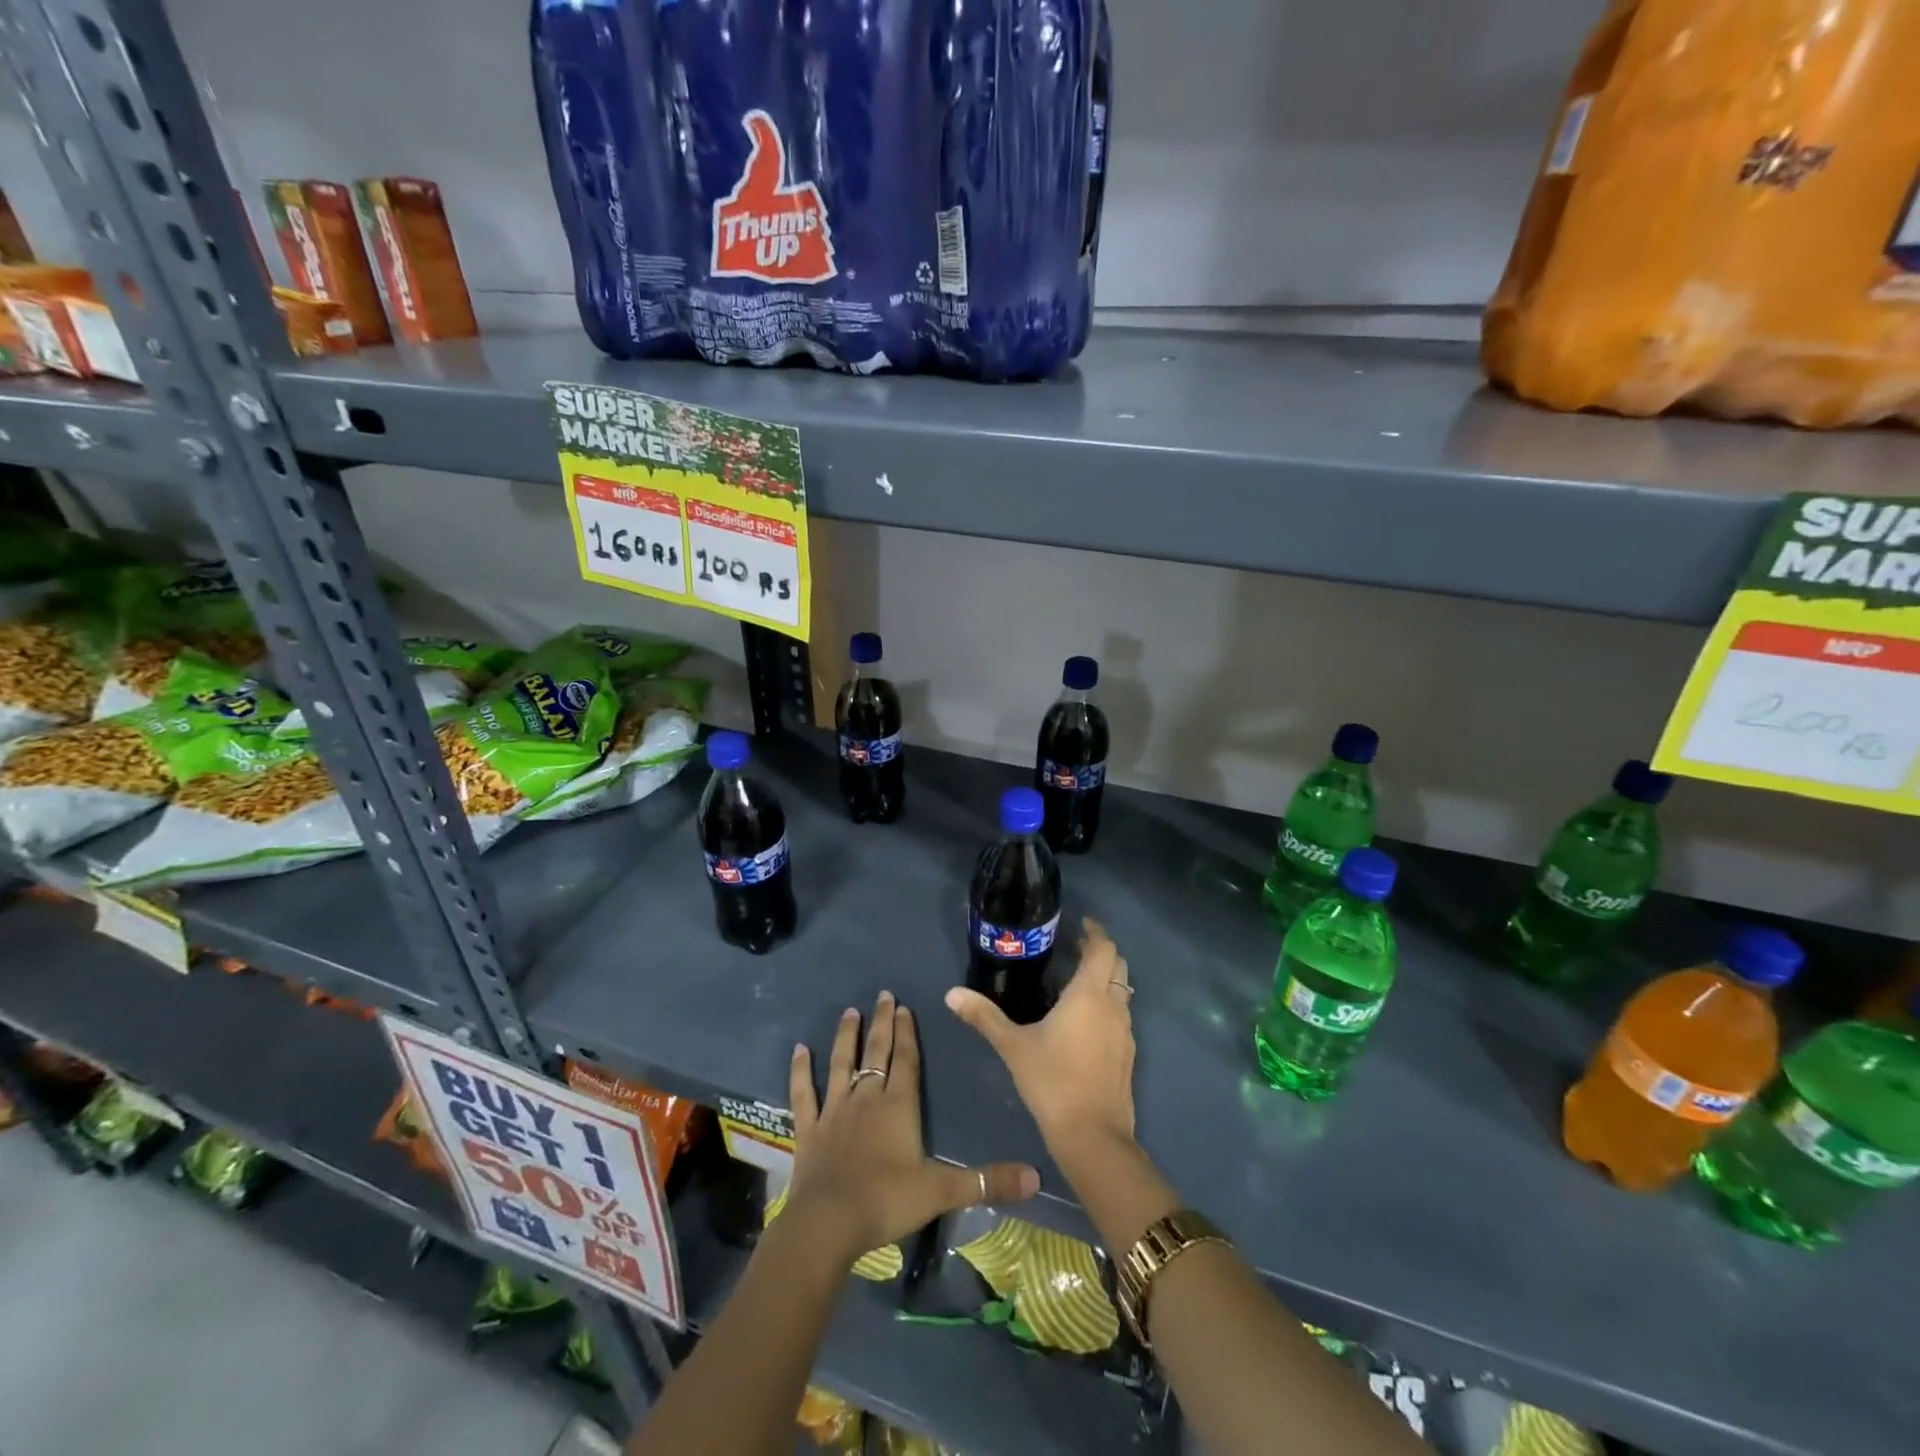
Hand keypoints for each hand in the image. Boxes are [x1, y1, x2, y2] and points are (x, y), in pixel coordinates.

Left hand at [786, 991, 1039, 1266]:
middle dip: (881, 1023)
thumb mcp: (942, 1191)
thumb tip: (1035, 1177)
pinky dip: (800, 1071)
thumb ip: (987, 1181)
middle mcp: (866, 1098)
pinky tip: (799, 1050)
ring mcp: (834, 1111)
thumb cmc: (887, 1201)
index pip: (906, 1060)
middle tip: (883, 995)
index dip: (907, 1033)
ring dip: (846, 1037)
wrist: (829, 1223)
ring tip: (849, 1012)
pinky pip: (804, 1093)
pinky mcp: (809, 1129)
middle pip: (876, 1052)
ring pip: (841, 1063)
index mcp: (898, 1106)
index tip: (904, 1007)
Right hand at [946, 918, 1136, 1151]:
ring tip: (1078, 981)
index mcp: (1089, 994)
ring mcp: (1125, 1031)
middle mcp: (1113, 1005)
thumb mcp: (1012, 1046)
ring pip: (1122, 990)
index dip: (1095, 932)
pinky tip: (1086, 1021)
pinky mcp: (1127, 1054)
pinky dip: (1109, 1004)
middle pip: (1117, 964)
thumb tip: (951, 994)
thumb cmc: (1052, 1081)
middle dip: (1101, 951)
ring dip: (1107, 978)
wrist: (1093, 1136)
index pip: (1103, 948)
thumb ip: (984, 1016)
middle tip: (1075, 949)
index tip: (1080, 925)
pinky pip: (1122, 1015)